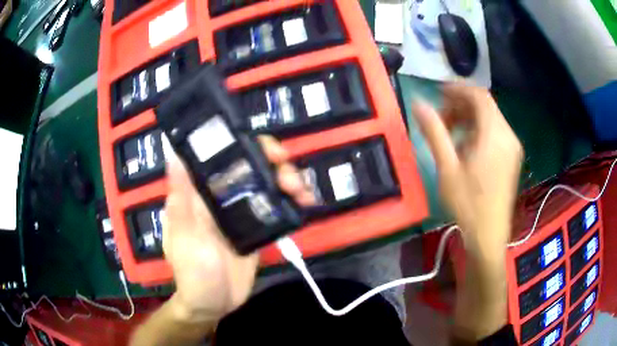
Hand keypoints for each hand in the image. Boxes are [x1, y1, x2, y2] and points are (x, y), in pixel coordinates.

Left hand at [162, 135, 314, 323]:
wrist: (214, 304)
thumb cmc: (192, 272)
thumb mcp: (184, 236)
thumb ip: (180, 198)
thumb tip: (174, 154)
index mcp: (200, 192)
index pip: (223, 155)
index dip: (247, 144)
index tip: (269, 150)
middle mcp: (221, 195)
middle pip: (251, 165)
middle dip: (275, 163)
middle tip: (290, 177)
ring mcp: (241, 210)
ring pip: (267, 183)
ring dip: (288, 180)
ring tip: (302, 193)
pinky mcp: (257, 227)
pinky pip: (276, 206)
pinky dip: (292, 201)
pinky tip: (305, 204)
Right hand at [412, 84, 522, 257]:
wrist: (489, 235)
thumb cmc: (468, 204)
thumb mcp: (447, 168)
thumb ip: (434, 132)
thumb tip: (418, 104)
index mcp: (495, 135)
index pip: (479, 95)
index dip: (458, 89)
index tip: (438, 94)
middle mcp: (508, 136)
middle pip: (484, 106)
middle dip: (460, 106)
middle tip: (440, 119)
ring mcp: (512, 147)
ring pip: (489, 119)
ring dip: (468, 120)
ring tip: (450, 136)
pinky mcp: (511, 158)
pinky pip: (494, 133)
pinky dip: (478, 132)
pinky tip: (465, 149)